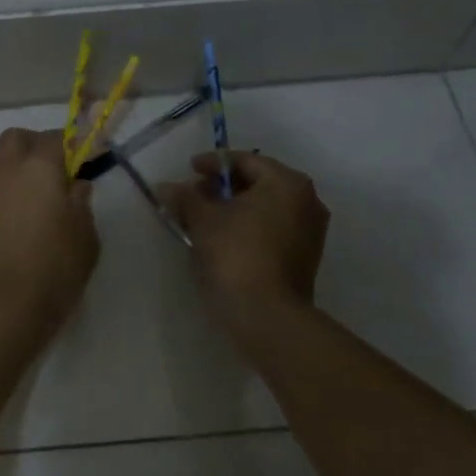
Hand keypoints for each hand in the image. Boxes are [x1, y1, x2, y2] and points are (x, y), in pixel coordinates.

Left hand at [0, 128, 99, 329]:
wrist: (3, 306)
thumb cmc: (55, 269)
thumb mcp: (85, 237)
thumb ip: (81, 203)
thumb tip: (75, 186)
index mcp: (39, 168)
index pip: (56, 139)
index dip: (72, 143)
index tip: (85, 154)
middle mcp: (6, 170)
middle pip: (15, 138)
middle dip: (34, 144)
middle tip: (52, 167)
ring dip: (6, 162)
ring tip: (23, 187)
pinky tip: (9, 214)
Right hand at [160, 149, 327, 328]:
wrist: (266, 315)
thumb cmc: (236, 255)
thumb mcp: (203, 220)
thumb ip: (185, 197)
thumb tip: (165, 187)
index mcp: (286, 183)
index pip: (246, 160)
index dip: (212, 163)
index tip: (188, 170)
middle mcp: (306, 200)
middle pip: (258, 182)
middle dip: (223, 187)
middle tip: (193, 195)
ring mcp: (310, 231)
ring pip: (265, 207)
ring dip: (234, 208)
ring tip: (202, 218)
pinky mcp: (305, 256)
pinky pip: (272, 228)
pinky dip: (248, 226)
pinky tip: (222, 237)